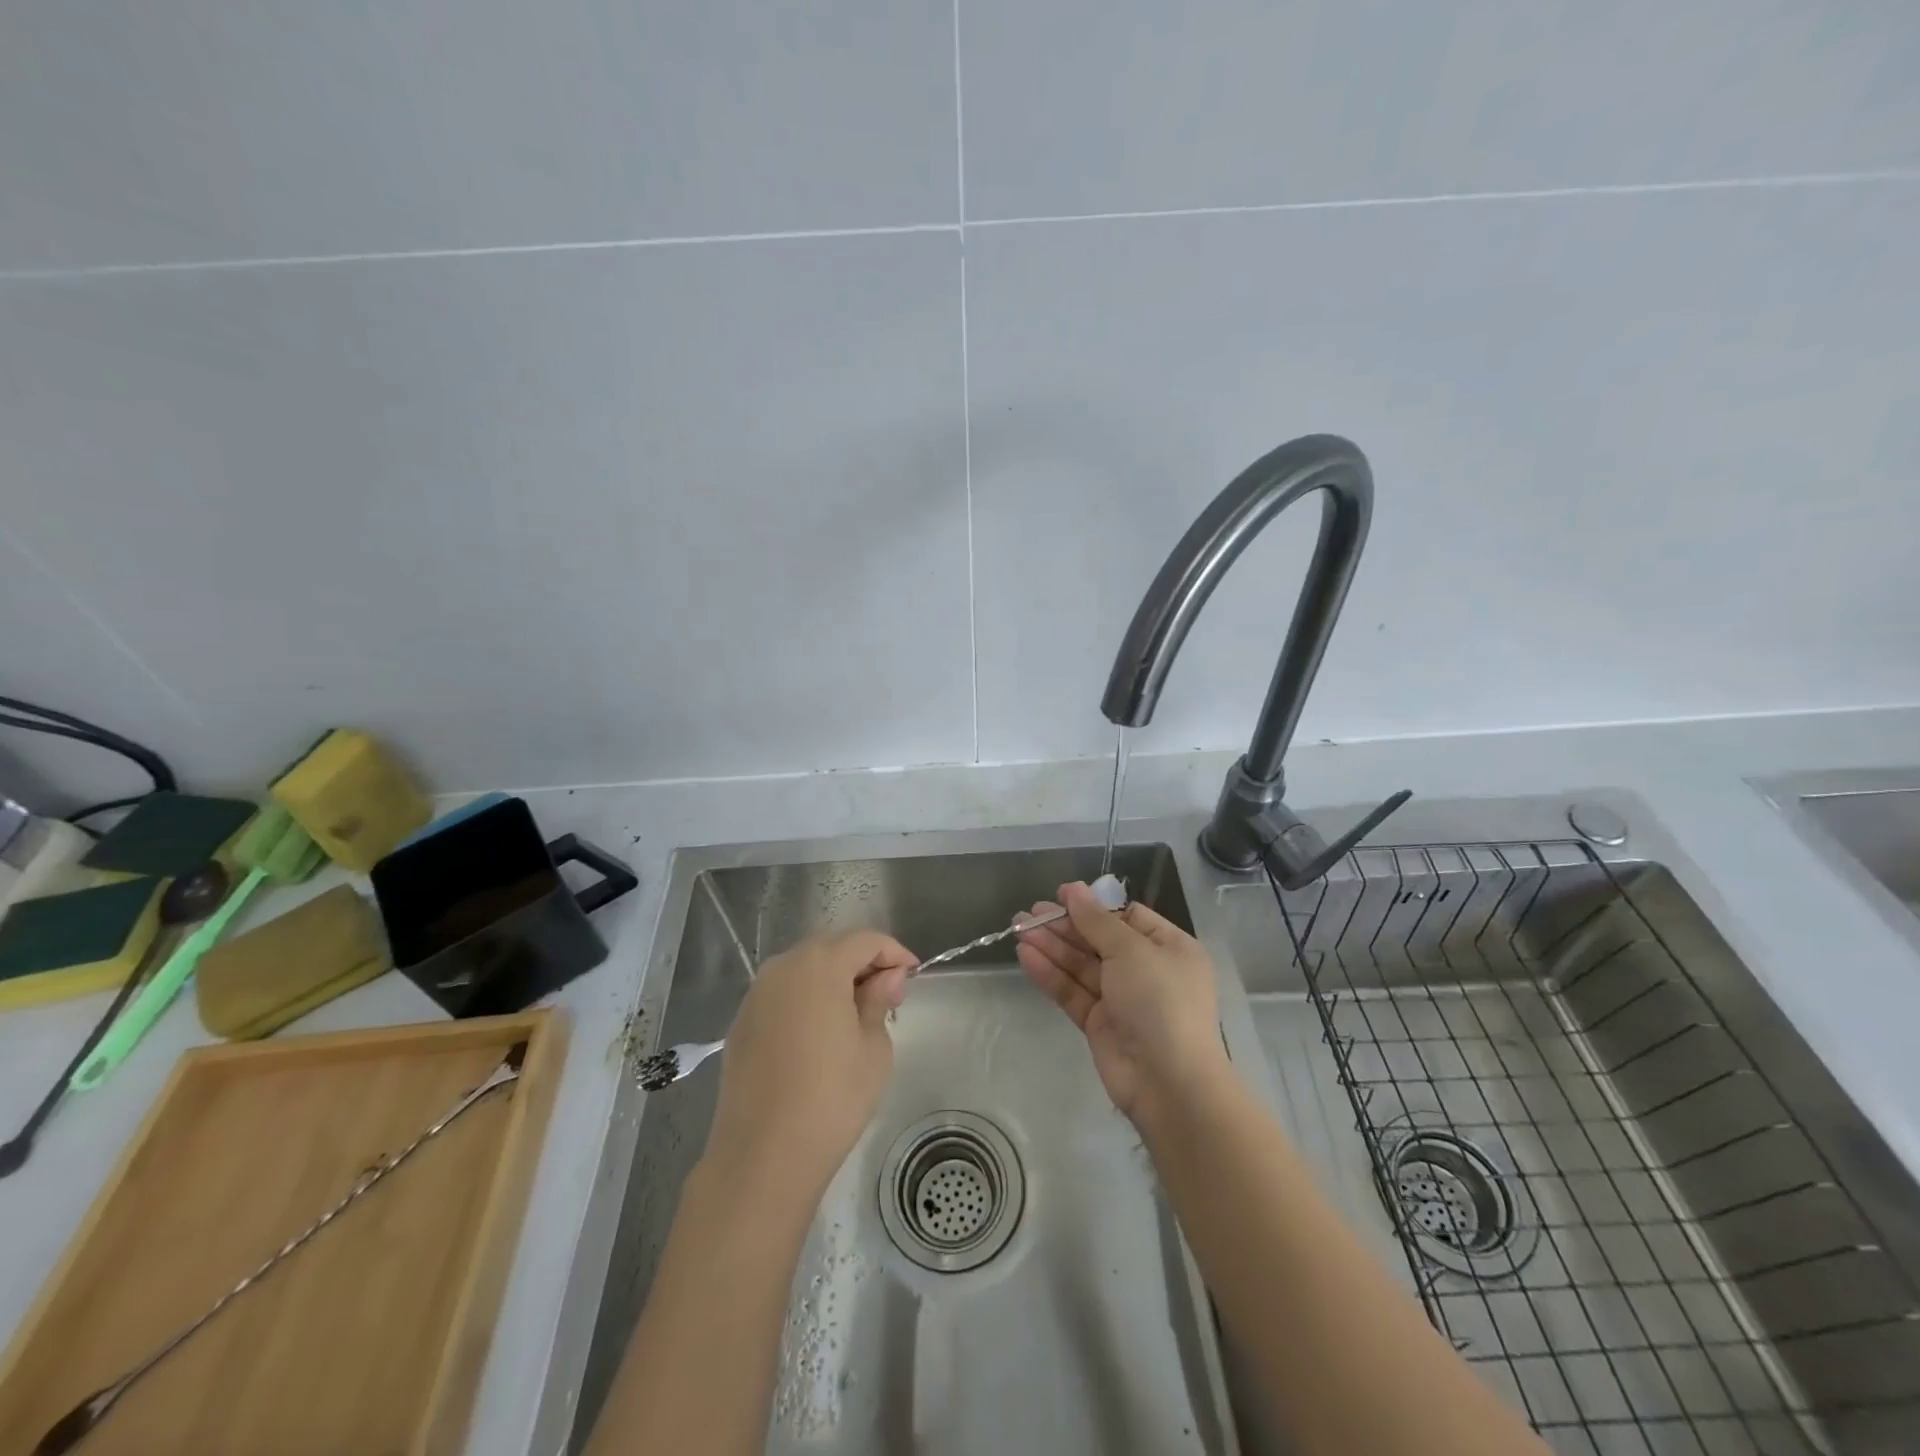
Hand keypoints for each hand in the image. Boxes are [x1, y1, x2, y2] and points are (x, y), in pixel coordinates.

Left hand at [702, 929, 914, 1208]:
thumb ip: (879, 1000)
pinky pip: (782, 994)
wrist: (762, 1156)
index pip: (865, 940)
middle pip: (831, 948)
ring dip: (833, 979)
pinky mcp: (741, 1023)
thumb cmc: (832, 1098)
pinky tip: (820, 1032)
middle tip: (888, 993)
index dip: (894, 952)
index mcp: (820, 965)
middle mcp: (782, 967)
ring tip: (856, 1011)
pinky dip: (806, 999)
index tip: (913, 975)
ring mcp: (756, 994)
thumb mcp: (873, 1048)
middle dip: (863, 962)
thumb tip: (887, 978)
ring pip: (804, 969)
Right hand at [1016, 882, 1228, 1124]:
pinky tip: (1026, 956)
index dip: (1093, 906)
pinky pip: (1073, 991)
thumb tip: (1073, 889)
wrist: (1168, 1082)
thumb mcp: (1131, 950)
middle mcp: (1147, 971)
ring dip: (1051, 947)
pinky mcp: (1100, 1024)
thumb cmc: (1160, 1000)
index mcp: (1168, 948)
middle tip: (1028, 913)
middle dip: (1064, 926)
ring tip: (1018, 929)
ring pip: (1081, 965)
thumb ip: (1096, 920)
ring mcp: (1122, 999)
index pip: (1127, 917)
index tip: (1061, 895)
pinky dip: (1051, 974)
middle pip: (1099, 940)